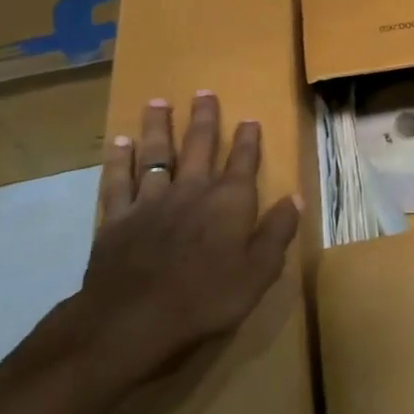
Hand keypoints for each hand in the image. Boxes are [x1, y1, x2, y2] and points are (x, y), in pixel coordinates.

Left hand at [74, 91, 301, 386]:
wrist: (132, 320)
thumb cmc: (206, 297)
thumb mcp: (259, 271)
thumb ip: (278, 231)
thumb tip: (296, 197)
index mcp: (229, 201)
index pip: (243, 161)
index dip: (248, 140)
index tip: (250, 119)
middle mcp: (192, 190)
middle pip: (199, 146)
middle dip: (203, 119)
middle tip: (203, 93)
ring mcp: (151, 201)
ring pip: (156, 154)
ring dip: (158, 127)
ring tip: (158, 102)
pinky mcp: (117, 219)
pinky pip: (118, 182)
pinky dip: (119, 161)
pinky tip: (119, 143)